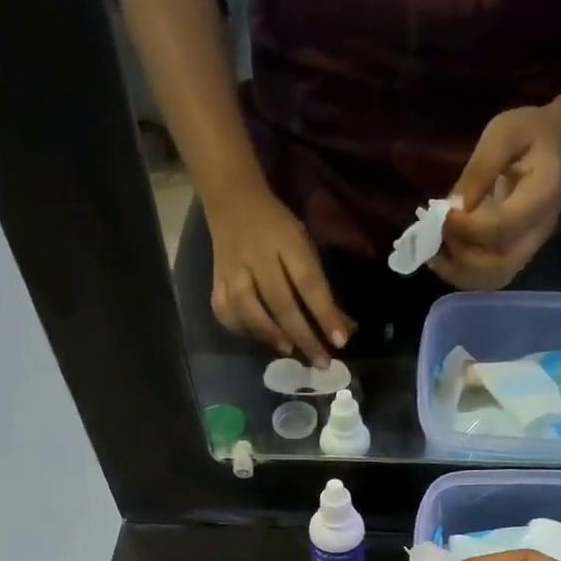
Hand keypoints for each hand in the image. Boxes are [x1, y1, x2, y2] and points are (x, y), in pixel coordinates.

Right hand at [206, 187, 353, 365]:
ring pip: (248, 308)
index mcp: (287, 242)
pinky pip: (224, 310)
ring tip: (289, 350)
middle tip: (320, 361)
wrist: (232, 199)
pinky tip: (256, 336)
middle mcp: (258, 256)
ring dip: (270, 333)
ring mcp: (232, 268)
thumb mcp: (305, 248)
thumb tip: (345, 330)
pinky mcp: (215, 279)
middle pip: (281, 303)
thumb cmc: (278, 229)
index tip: (340, 341)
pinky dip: (240, 328)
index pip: (309, 283)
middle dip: (303, 336)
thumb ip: (322, 289)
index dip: (325, 313)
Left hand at [432, 103, 560, 290]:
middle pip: (499, 265)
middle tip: (436, 236)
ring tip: (434, 252)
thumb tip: (452, 206)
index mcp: (542, 196)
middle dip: (460, 256)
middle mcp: (538, 231)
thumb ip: (479, 169)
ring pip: (493, 279)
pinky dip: (462, 274)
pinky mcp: (517, 256)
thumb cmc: (529, 134)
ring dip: (458, 272)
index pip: (503, 228)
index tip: (443, 216)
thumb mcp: (503, 134)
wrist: (556, 148)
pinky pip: (489, 278)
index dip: (468, 228)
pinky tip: (444, 257)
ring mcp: (529, 249)